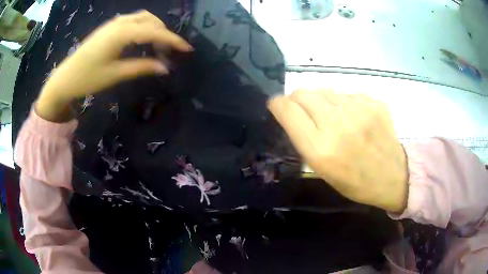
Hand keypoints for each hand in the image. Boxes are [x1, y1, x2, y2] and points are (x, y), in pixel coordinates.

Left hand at [36, 10, 192, 121]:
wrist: (65, 78)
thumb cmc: (87, 78)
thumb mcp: (115, 75)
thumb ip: (141, 67)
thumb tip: (165, 67)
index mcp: (121, 33)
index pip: (154, 32)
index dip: (172, 39)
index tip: (187, 49)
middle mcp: (119, 23)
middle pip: (150, 20)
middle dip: (163, 33)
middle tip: (167, 52)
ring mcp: (113, 23)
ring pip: (142, 18)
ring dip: (153, 28)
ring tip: (157, 46)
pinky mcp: (109, 28)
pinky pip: (132, 21)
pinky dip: (143, 28)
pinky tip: (142, 40)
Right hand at [268, 90, 407, 212]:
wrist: (393, 176)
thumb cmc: (355, 181)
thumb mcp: (322, 170)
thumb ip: (304, 139)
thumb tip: (293, 112)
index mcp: (320, 149)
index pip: (287, 109)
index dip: (277, 104)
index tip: (278, 107)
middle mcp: (337, 124)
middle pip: (303, 92)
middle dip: (297, 99)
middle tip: (304, 111)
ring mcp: (359, 110)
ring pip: (325, 90)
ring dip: (322, 101)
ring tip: (334, 117)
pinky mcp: (374, 102)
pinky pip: (347, 93)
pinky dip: (344, 103)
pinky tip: (355, 118)